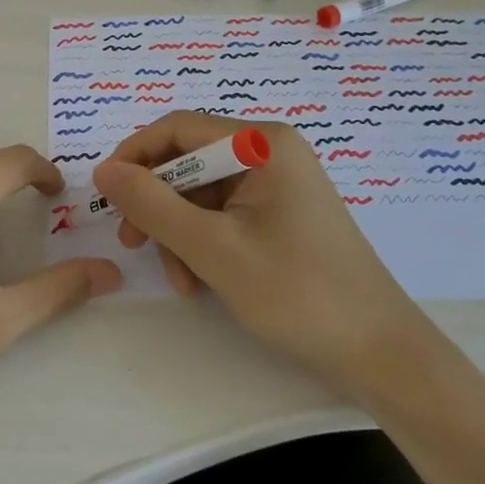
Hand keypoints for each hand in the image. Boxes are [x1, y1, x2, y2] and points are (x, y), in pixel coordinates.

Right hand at [91, 112, 420, 377]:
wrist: (381, 355)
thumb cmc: (298, 293)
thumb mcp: (213, 249)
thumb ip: (152, 205)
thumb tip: (103, 171)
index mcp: (262, 143)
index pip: (178, 128)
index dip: (134, 155)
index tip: (105, 194)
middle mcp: (271, 152)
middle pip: (190, 162)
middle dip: (158, 205)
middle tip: (133, 244)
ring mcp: (278, 185)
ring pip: (202, 194)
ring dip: (179, 233)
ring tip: (181, 281)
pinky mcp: (281, 215)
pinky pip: (224, 215)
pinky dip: (203, 244)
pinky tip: (201, 282)